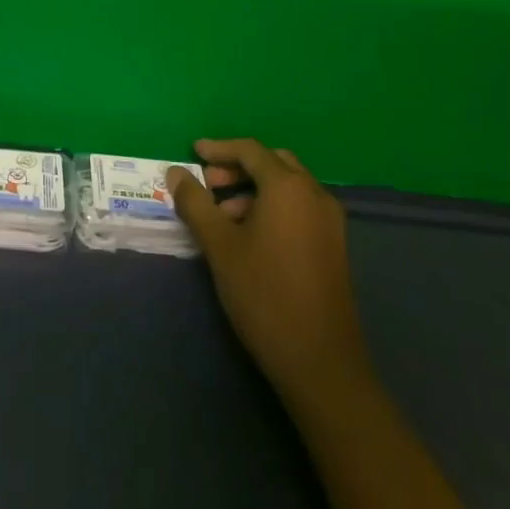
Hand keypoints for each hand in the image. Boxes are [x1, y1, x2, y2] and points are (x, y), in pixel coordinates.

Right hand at [167, 138, 370, 409]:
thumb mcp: (219, 245)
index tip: (192, 153)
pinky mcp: (334, 244)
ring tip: (223, 215)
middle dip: (238, 167)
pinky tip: (250, 235)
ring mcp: (330, 220)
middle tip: (208, 183)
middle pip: (273, 162)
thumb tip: (176, 172)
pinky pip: (299, 207)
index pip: (250, 150)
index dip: (218, 148)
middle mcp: (315, 194)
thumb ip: (195, 202)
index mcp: (288, 187)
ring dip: (254, 188)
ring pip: (288, 186)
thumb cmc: (263, 294)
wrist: (319, 360)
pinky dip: (272, 205)